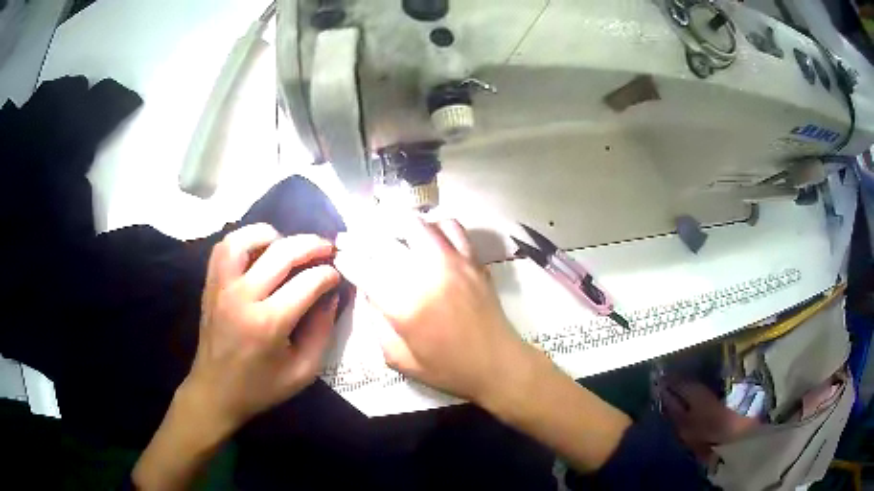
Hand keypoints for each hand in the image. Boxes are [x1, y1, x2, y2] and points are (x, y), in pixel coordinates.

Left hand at [184, 223, 340, 434]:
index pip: (307, 283)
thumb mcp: (303, 371)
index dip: (329, 274)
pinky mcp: (210, 284)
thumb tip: (332, 294)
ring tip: (289, 246)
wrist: (216, 391)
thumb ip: (322, 331)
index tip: (338, 275)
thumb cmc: (261, 387)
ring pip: (247, 239)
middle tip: (328, 248)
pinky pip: (226, 247)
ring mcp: (222, 286)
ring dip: (274, 235)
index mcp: (268, 324)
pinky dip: (246, 240)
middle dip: (312, 245)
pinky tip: (260, 250)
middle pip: (281, 253)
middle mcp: (243, 297)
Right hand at [334, 217, 533, 405]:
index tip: (341, 255)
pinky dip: (434, 225)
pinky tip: (428, 236)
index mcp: (402, 305)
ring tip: (387, 231)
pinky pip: (450, 226)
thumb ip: (376, 323)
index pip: (362, 268)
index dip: (346, 258)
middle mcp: (425, 274)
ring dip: (395, 224)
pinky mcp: (472, 259)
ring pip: (415, 223)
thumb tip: (367, 291)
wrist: (497, 364)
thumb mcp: (398, 359)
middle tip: (355, 237)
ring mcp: (452, 262)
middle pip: (383, 239)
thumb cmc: (447, 369)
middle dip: (361, 236)